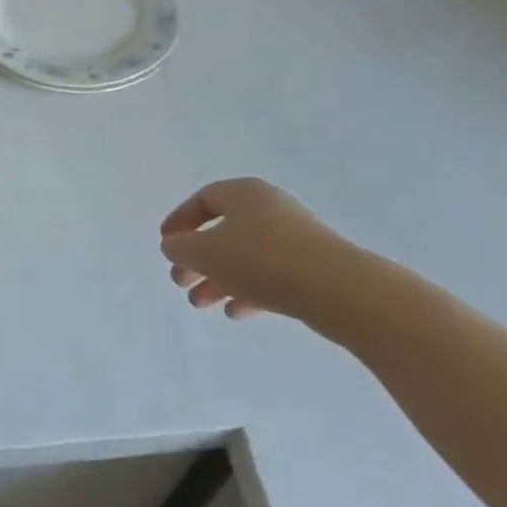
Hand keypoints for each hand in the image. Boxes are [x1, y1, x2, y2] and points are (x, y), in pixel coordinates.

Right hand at [158, 177, 366, 319]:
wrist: (340, 291)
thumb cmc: (262, 260)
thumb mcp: (206, 252)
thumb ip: (181, 248)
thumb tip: (174, 245)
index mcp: (244, 193)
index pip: (203, 200)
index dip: (180, 222)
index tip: (166, 245)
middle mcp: (269, 208)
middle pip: (222, 230)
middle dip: (197, 258)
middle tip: (179, 281)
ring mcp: (294, 238)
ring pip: (245, 256)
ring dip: (218, 279)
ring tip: (200, 304)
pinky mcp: (312, 267)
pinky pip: (270, 275)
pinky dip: (248, 291)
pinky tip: (235, 313)